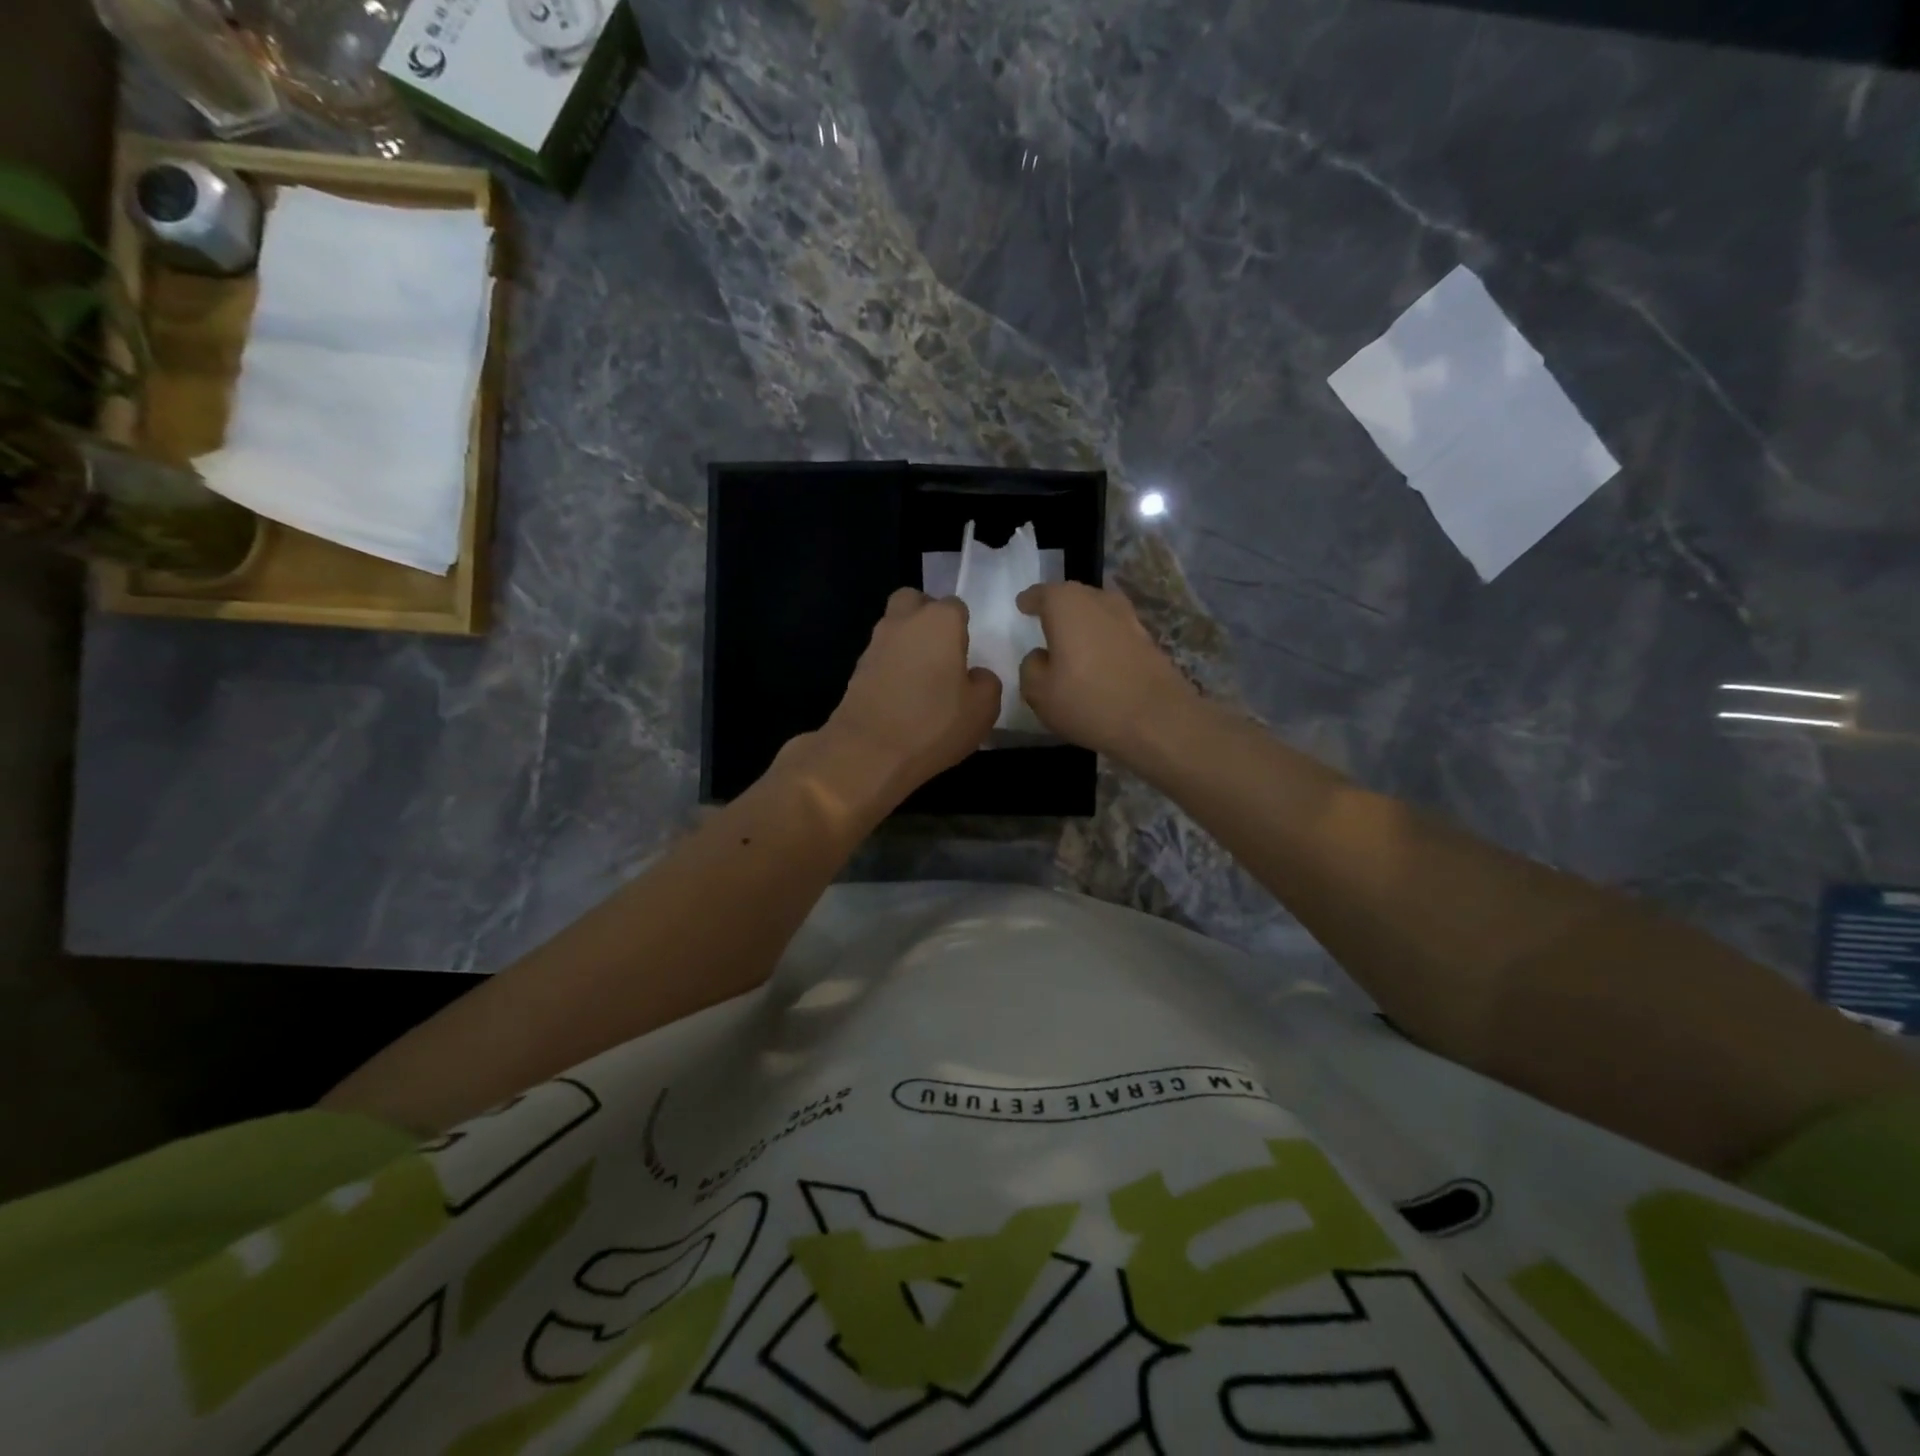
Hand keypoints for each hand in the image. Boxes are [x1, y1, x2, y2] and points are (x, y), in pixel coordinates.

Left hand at [816, 588, 1000, 802]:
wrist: (868, 751)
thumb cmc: (933, 723)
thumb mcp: (983, 709)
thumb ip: (987, 683)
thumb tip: (976, 675)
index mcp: (940, 621)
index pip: (956, 606)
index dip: (963, 625)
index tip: (967, 651)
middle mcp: (904, 622)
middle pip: (914, 601)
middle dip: (926, 615)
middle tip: (941, 649)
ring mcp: (875, 644)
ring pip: (893, 627)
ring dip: (907, 642)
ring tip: (922, 677)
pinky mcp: (856, 669)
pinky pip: (880, 656)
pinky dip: (891, 666)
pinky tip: (901, 695)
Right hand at [1016, 582, 1198, 761]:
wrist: (1157, 719)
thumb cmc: (1088, 700)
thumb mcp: (1039, 692)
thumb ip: (1030, 668)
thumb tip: (1041, 656)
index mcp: (1066, 604)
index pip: (1041, 594)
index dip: (1029, 600)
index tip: (1022, 606)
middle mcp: (1098, 600)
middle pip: (1072, 597)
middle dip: (1057, 608)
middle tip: (1044, 623)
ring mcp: (1128, 618)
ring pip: (1096, 613)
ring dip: (1083, 624)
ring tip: (1070, 643)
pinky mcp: (1147, 640)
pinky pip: (1114, 632)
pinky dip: (1102, 640)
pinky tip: (1096, 660)